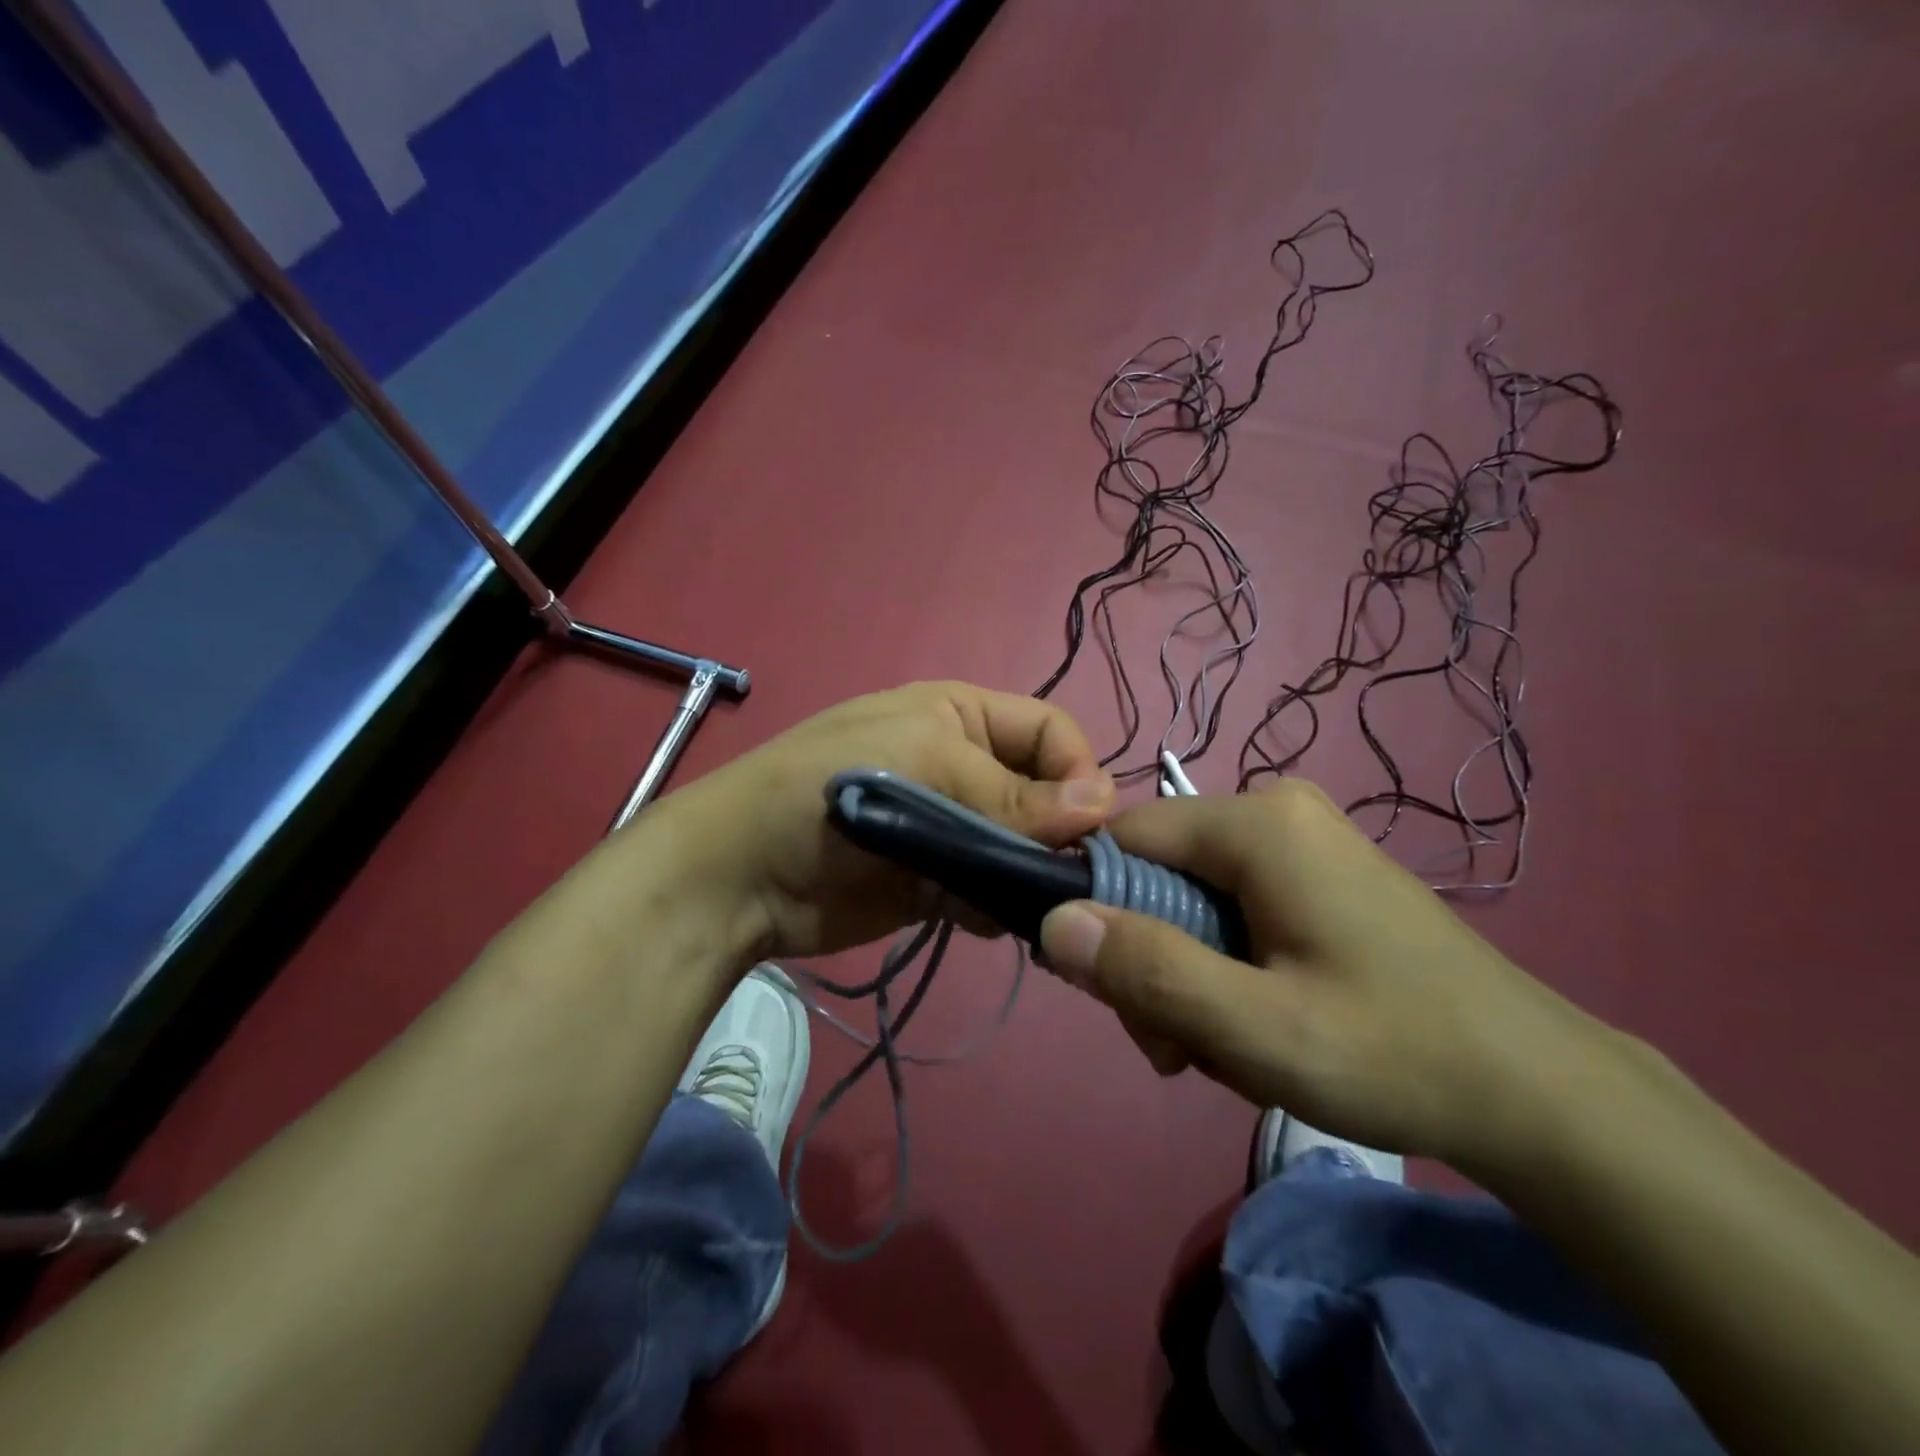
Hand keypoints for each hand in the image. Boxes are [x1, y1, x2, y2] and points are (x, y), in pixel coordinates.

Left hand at [650, 682, 1113, 962]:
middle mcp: (963, 767)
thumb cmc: (825, 792)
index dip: (1077, 769)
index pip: (1050, 730)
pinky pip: (990, 891)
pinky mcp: (936, 883)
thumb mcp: (920, 766)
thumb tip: (1102, 804)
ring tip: (1034, 907)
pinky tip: (985, 920)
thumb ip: (1009, 794)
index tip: (1090, 825)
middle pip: (1042, 794)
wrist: (739, 876)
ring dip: (1032, 875)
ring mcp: (950, 829)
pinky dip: (998, 907)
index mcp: (961, 715)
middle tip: (1072, 879)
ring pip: (1022, 848)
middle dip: (1059, 832)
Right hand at [1036, 781, 1614, 1166]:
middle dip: (1153, 958)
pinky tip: (1256, 1020)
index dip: (1101, 910)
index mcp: (1257, 823)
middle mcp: (1275, 809)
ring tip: (1224, 1047)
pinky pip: (1232, 903)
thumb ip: (1149, 971)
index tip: (1118, 994)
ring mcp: (1301, 839)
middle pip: (1158, 872)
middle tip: (1179, 1047)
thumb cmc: (1396, 1055)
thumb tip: (1053, 922)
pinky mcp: (1318, 872)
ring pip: (1191, 895)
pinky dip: (1224, 962)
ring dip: (1186, 970)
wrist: (1542, 1095)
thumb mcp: (1255, 1028)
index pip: (1126, 837)